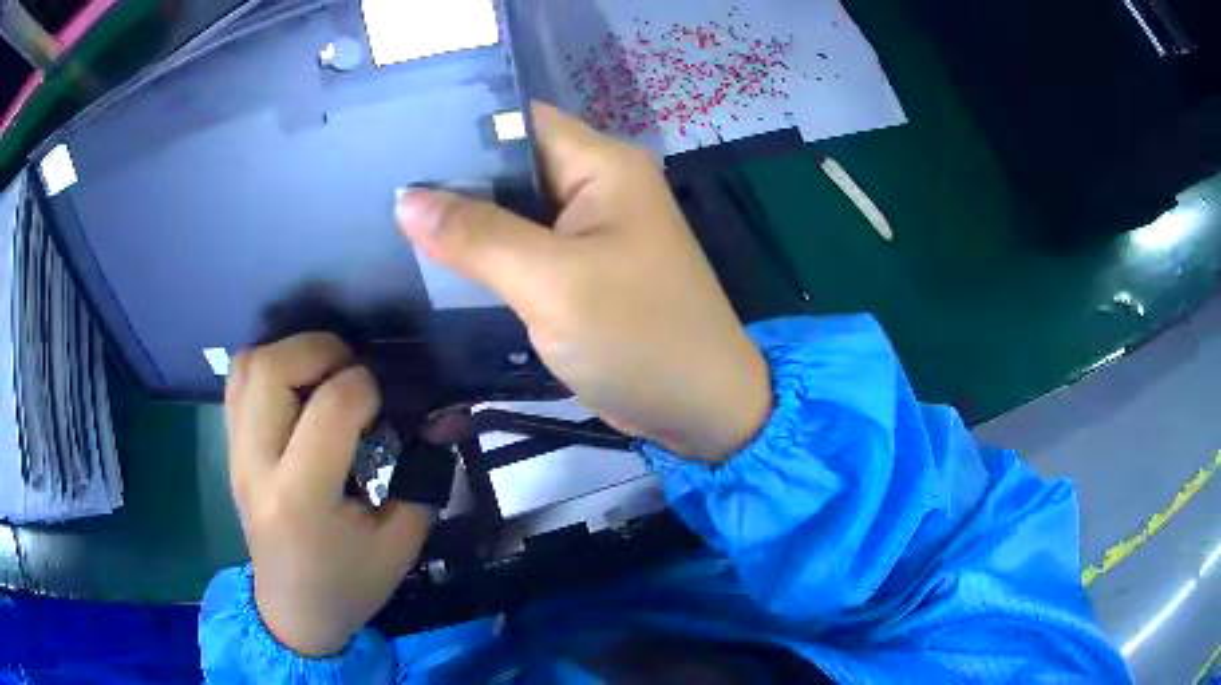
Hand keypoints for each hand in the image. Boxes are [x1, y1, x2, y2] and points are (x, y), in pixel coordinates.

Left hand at [225, 333, 432, 656]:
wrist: (292, 611)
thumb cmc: (349, 584)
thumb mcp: (400, 542)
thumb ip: (422, 474)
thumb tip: (445, 416)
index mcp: (302, 499)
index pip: (330, 407)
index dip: (367, 385)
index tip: (388, 397)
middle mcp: (258, 466)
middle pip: (272, 369)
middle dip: (321, 349)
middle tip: (354, 368)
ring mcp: (236, 454)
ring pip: (248, 365)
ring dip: (291, 352)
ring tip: (325, 372)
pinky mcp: (230, 450)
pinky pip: (238, 382)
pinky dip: (270, 366)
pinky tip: (299, 387)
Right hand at [396, 103, 770, 460]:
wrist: (699, 409)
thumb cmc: (640, 337)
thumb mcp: (553, 283)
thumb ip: (477, 237)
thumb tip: (406, 200)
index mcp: (602, 165)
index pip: (519, 121)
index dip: (460, 127)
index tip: (397, 141)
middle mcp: (596, 186)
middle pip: (511, 164)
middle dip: (452, 177)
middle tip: (381, 187)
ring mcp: (588, 231)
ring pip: (512, 209)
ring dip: (464, 219)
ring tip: (390, 218)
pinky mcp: (579, 271)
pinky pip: (522, 249)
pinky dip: (485, 254)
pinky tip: (433, 257)